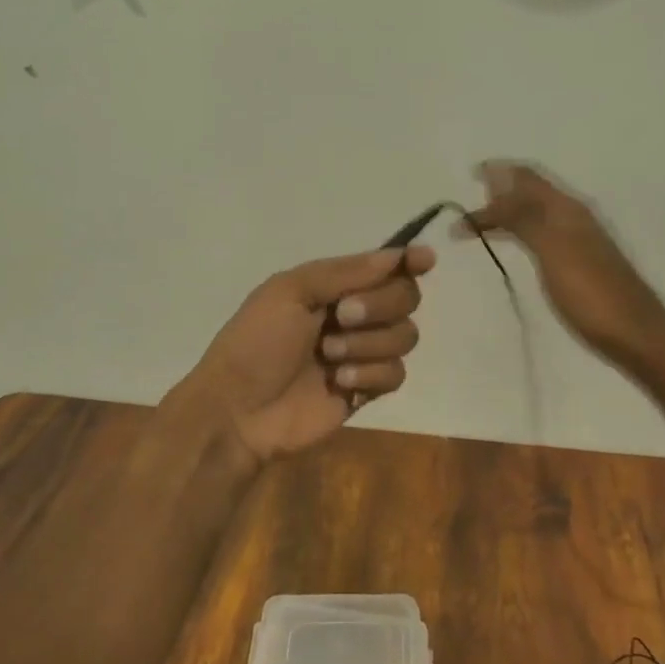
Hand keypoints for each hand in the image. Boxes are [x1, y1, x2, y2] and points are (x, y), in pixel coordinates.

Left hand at [177, 245, 435, 464]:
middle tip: (344, 316)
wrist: (239, 408)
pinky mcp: (367, 390)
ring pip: (406, 336)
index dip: (409, 261)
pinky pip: (396, 374)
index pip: (384, 267)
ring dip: (369, 343)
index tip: (425, 260)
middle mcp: (355, 314)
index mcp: (333, 286)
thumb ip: (345, 272)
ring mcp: (362, 353)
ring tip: (330, 355)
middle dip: (380, 305)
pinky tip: (340, 383)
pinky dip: (370, 375)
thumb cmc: (257, 341)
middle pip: (405, 297)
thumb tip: (397, 255)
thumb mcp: (290, 292)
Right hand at [459, 162, 664, 372]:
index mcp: (567, 209)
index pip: (528, 177)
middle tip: (466, 204)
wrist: (635, 336)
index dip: (499, 171)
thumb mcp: (552, 249)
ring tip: (476, 226)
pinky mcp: (577, 264)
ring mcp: (577, 241)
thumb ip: (523, 215)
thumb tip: (496, 179)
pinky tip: (510, 246)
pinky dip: (517, 233)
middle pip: (530, 193)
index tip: (469, 174)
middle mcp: (573, 217)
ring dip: (505, 215)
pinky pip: (539, 235)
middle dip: (498, 192)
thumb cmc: (590, 293)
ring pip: (534, 215)